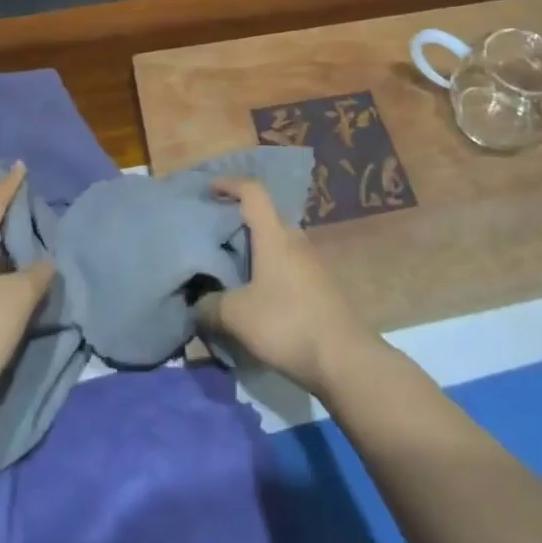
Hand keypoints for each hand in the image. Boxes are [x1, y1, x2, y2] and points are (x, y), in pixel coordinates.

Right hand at [195, 177, 382, 397]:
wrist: (345, 358)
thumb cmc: (287, 324)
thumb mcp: (237, 316)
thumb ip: (210, 305)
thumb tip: (196, 302)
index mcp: (274, 235)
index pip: (253, 192)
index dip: (230, 184)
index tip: (209, 188)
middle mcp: (295, 240)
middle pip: (265, 218)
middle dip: (238, 221)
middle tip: (213, 236)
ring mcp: (312, 262)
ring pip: (277, 244)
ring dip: (255, 250)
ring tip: (232, 269)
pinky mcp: (320, 285)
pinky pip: (287, 265)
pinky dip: (268, 269)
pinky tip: (257, 295)